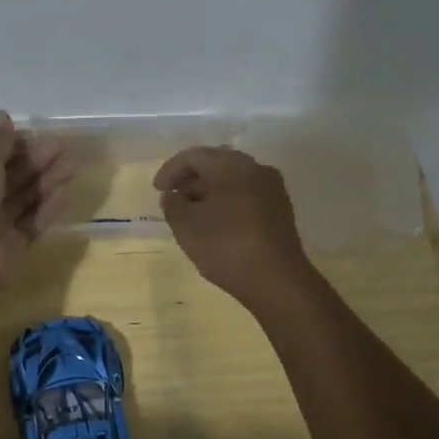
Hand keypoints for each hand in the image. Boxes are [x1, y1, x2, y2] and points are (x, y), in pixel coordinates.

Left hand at [0, 111, 75, 300]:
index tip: (39, 135)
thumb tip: (2, 114)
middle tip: (64, 148)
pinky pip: (34, 222)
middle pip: (13, 177)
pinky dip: (48, 208)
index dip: (16, 146)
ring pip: (26, 199)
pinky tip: (66, 192)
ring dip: (48, 182)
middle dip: (38, 161)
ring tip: (73, 166)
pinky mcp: (14, 246)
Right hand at [154, 147, 314, 307]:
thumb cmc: (226, 246)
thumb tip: (174, 196)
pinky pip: (247, 194)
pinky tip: (216, 223)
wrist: (277, 281)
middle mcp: (256, 169)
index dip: (170, 170)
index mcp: (231, 165)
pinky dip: (227, 201)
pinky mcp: (280, 209)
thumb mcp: (186, 226)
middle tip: (173, 198)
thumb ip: (173, 205)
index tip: (157, 190)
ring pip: (233, 179)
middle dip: (190, 179)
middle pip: (216, 163)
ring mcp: (272, 189)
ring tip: (192, 213)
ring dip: (209, 191)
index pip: (194, 156)